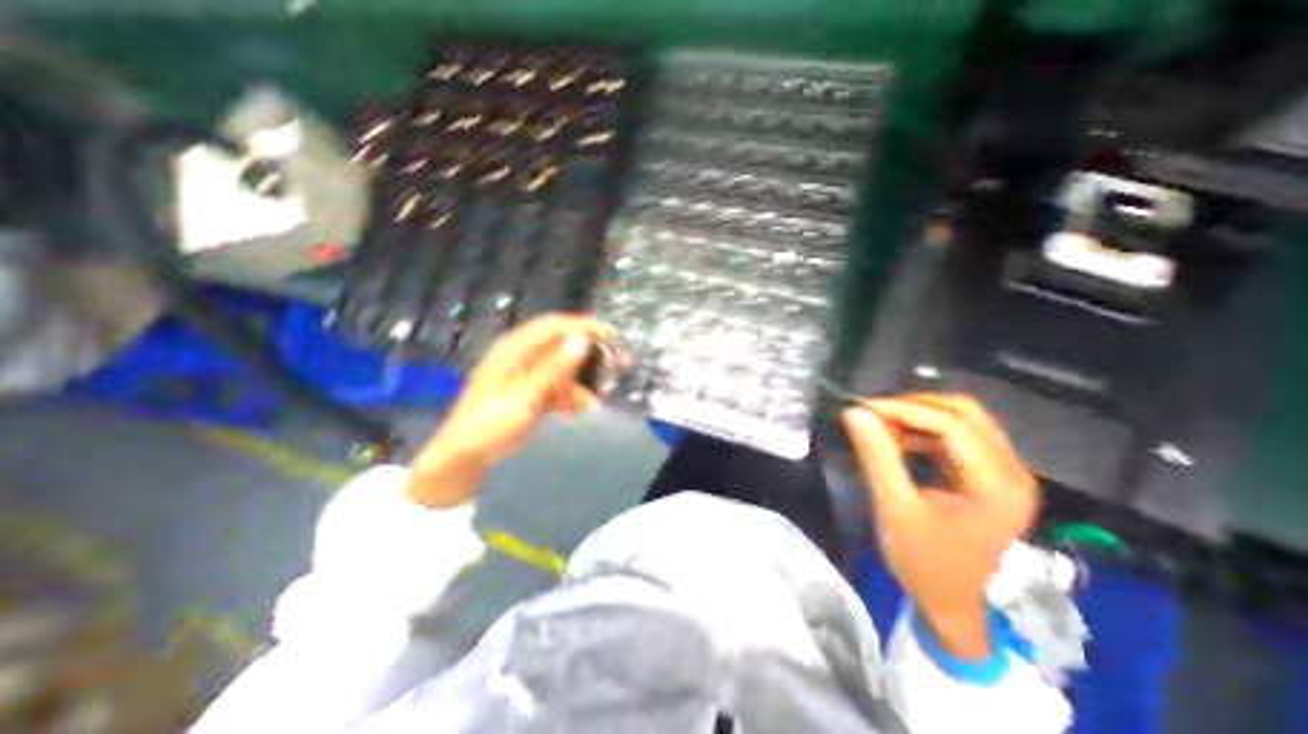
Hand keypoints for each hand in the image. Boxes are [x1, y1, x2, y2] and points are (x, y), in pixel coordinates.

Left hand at [407, 315, 609, 511]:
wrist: (463, 460)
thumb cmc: (490, 424)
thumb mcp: (525, 396)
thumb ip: (554, 368)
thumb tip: (581, 339)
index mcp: (514, 349)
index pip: (553, 325)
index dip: (582, 326)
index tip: (611, 335)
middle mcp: (521, 357)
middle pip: (560, 345)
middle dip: (588, 354)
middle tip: (615, 364)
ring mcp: (525, 376)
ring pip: (562, 369)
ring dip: (582, 381)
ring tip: (600, 396)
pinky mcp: (529, 394)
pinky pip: (557, 388)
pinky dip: (571, 397)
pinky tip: (582, 411)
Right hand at [843, 394, 1038, 660]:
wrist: (949, 603)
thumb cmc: (923, 562)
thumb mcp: (894, 508)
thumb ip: (877, 456)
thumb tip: (854, 412)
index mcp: (998, 486)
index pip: (953, 425)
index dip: (904, 409)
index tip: (862, 407)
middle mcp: (1013, 472)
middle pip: (966, 413)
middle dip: (914, 406)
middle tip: (873, 413)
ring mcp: (1005, 473)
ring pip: (962, 419)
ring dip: (918, 416)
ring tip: (880, 425)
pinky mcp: (990, 475)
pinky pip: (957, 436)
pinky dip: (923, 431)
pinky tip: (897, 440)